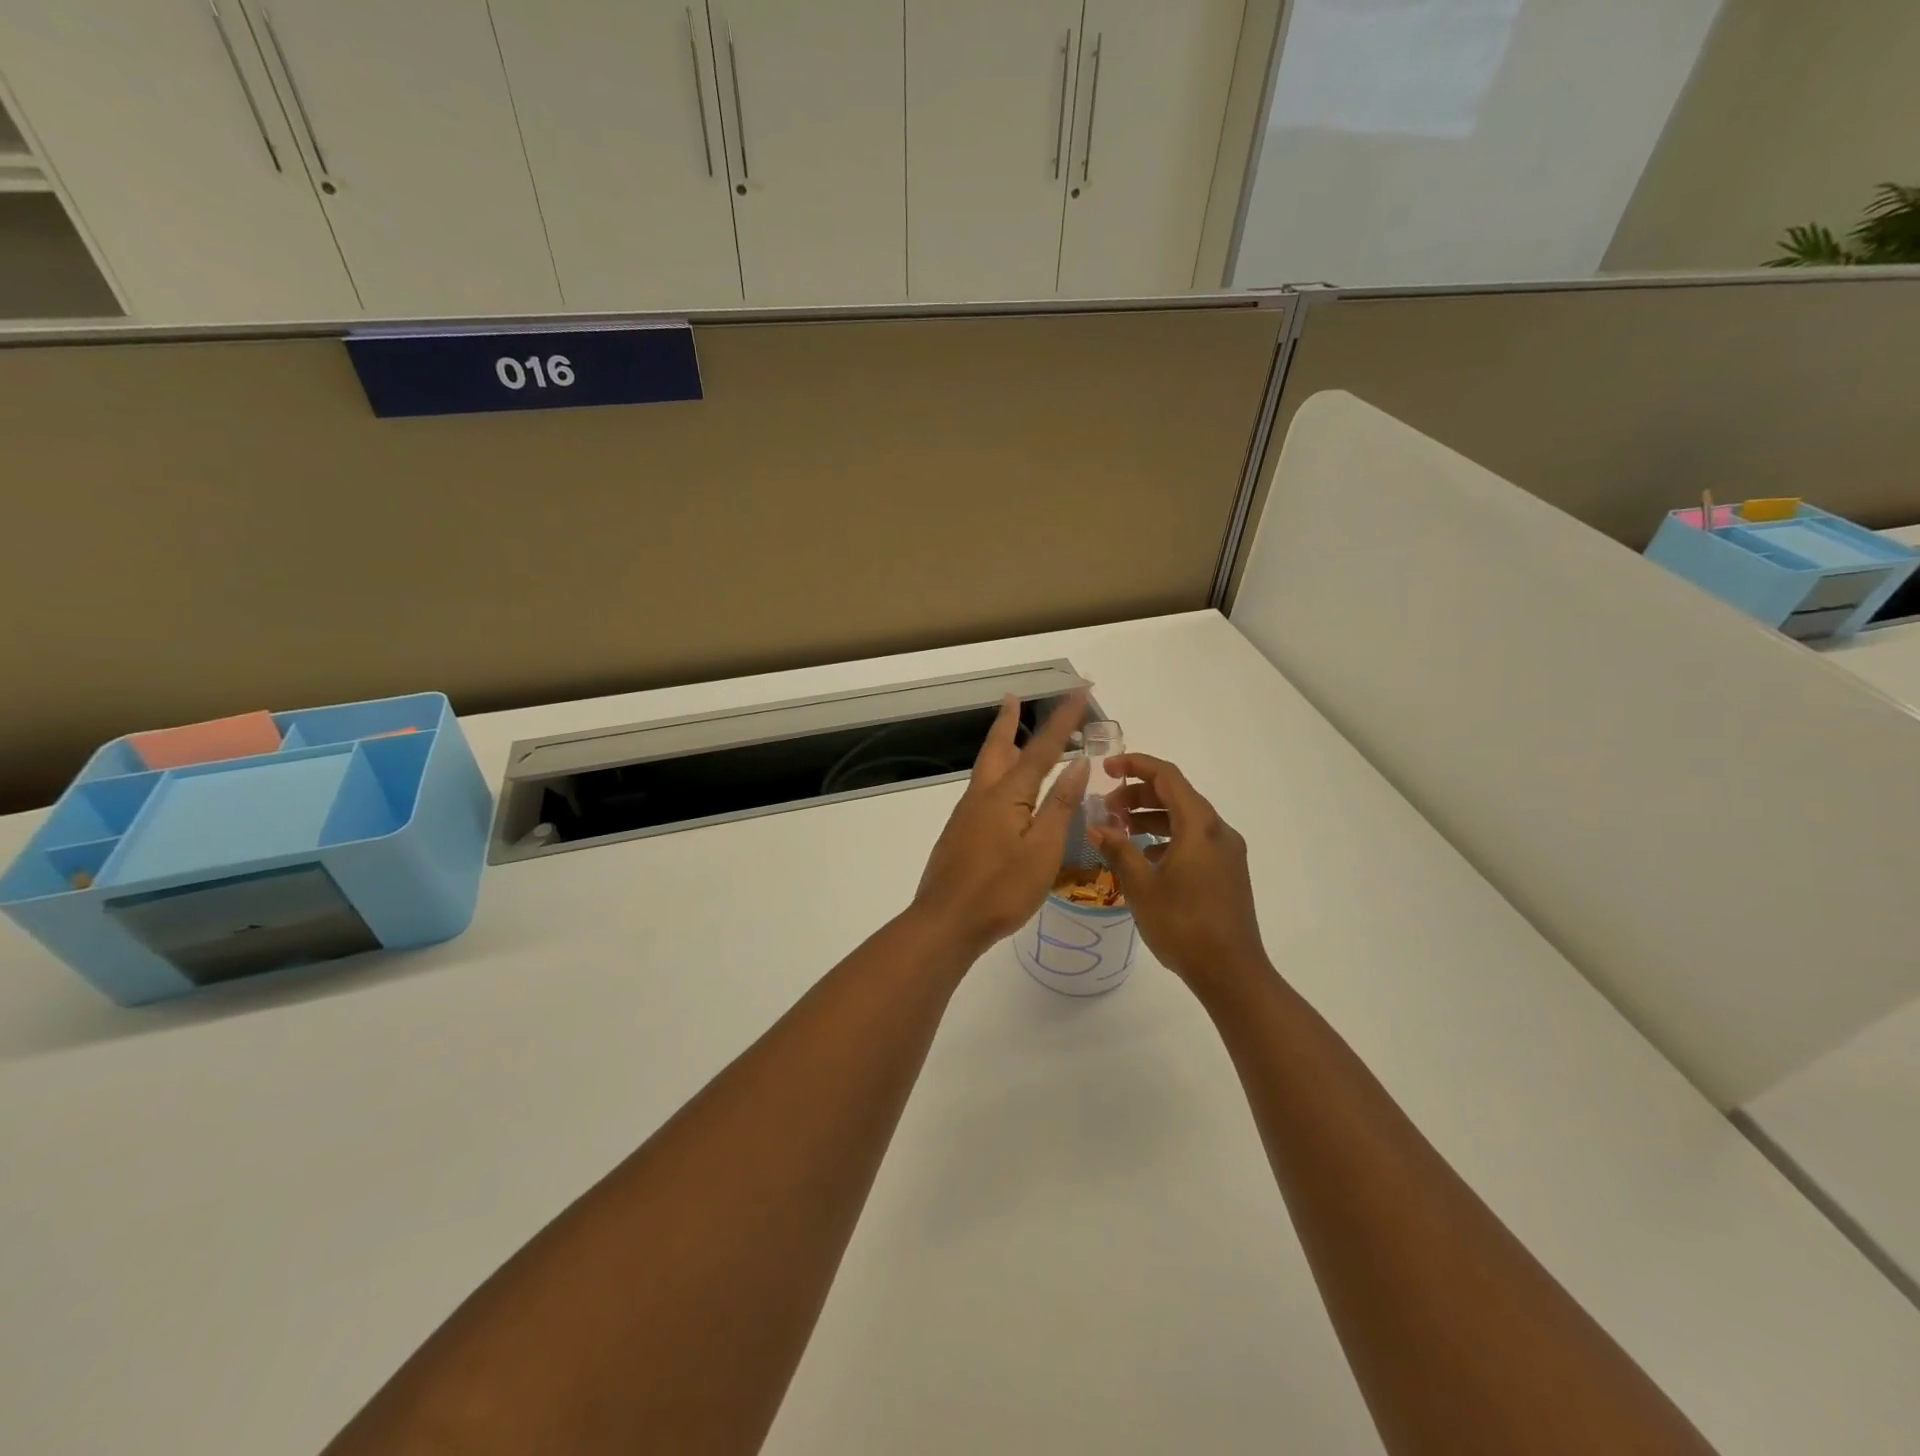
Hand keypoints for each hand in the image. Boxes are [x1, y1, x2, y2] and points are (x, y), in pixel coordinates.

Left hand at [912, 692, 1090, 959]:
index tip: (1079, 692)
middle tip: (1014, 698)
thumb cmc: (1001, 890)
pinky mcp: (960, 834)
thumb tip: (1077, 763)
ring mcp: (966, 815)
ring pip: (986, 768)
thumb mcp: (1043, 850)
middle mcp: (982, 796)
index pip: (1042, 749)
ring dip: (1000, 745)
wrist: (946, 922)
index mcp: (1007, 796)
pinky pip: (982, 790)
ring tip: (1012, 735)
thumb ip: (1060, 806)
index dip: (1063, 720)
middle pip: (998, 748)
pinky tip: (1003, 792)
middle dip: (1009, 721)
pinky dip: (996, 774)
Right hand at [1090, 754, 1272, 997]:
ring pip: (1185, 819)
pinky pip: (1194, 840)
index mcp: (1200, 825)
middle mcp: (1218, 831)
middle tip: (1106, 808)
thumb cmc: (1183, 924)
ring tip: (1120, 831)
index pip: (1167, 776)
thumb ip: (1118, 849)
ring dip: (1151, 817)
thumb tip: (1097, 826)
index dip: (1135, 765)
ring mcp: (1227, 852)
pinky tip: (1145, 857)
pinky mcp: (1228, 872)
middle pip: (1177, 795)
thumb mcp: (1141, 885)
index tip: (1106, 768)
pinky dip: (1167, 837)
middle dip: (1138, 795)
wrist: (1231, 972)